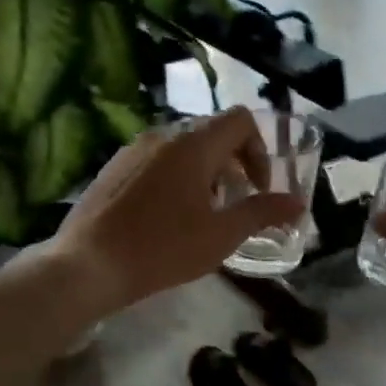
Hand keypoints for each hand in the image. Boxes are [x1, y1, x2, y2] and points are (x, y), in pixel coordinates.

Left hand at [50, 107, 305, 315]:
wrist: (87, 266)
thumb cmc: (162, 248)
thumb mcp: (221, 235)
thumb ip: (263, 213)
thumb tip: (298, 204)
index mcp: (193, 144)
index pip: (240, 120)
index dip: (259, 150)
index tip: (257, 189)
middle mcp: (163, 135)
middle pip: (213, 133)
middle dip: (234, 164)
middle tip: (235, 203)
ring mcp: (133, 149)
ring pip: (184, 146)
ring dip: (206, 172)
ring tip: (203, 213)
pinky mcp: (113, 167)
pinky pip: (157, 159)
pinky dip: (176, 176)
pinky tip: (168, 216)